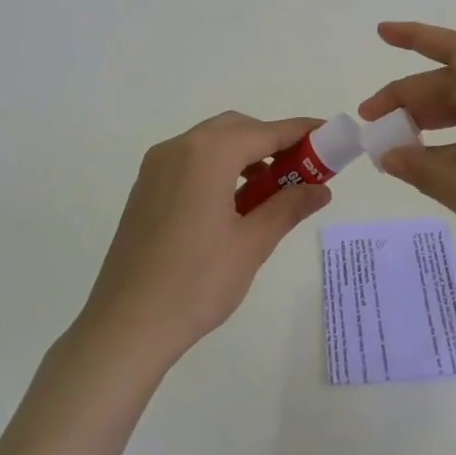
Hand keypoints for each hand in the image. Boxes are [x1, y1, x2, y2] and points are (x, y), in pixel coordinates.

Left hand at [79, 112, 331, 366]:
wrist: (126, 325)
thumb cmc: (196, 283)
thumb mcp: (252, 244)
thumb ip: (288, 207)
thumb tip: (321, 189)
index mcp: (208, 155)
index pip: (265, 131)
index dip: (300, 132)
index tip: (329, 135)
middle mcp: (179, 148)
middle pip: (236, 129)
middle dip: (271, 141)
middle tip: (300, 170)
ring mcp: (156, 167)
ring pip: (211, 142)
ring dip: (244, 154)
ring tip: (269, 191)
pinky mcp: (145, 187)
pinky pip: (190, 160)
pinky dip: (218, 167)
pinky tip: (231, 203)